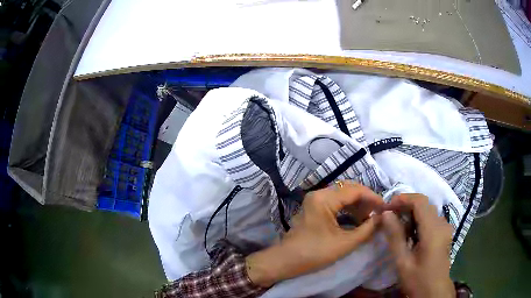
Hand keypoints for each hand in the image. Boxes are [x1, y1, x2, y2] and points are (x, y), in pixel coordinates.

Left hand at [246, 181, 382, 286]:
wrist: (285, 261)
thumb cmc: (314, 253)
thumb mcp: (345, 243)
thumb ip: (367, 229)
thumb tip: (382, 218)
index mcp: (325, 199)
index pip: (355, 190)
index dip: (373, 198)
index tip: (385, 208)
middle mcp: (319, 194)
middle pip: (349, 189)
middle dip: (365, 200)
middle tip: (377, 213)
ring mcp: (314, 200)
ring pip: (342, 195)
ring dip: (357, 204)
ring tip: (367, 219)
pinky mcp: (313, 207)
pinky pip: (335, 202)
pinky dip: (347, 208)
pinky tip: (355, 219)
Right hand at [381, 194, 454, 297]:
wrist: (434, 292)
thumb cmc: (418, 279)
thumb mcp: (403, 261)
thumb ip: (395, 236)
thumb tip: (386, 214)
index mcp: (433, 230)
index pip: (420, 202)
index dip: (403, 199)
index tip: (386, 207)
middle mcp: (442, 224)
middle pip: (424, 204)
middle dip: (405, 205)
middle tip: (388, 216)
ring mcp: (445, 227)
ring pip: (427, 210)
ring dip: (412, 213)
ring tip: (396, 225)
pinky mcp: (444, 232)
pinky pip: (431, 218)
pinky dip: (419, 220)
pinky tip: (410, 233)